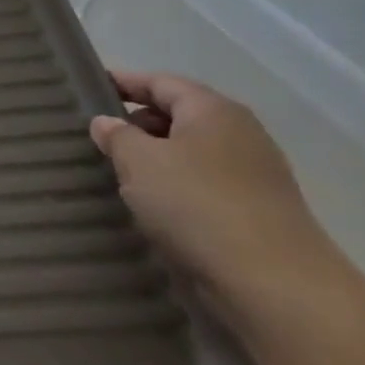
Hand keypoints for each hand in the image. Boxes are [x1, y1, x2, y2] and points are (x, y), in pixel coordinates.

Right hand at [90, 72, 344, 330]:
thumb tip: (107, 122)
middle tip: (97, 133)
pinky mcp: (258, 211)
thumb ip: (117, 135)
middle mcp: (240, 134)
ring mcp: (255, 174)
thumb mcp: (138, 161)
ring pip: (192, 151)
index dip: (124, 81)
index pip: (161, 81)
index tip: (89, 84)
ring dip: (155, 157)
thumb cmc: (197, 204)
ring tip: (117, 170)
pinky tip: (151, 203)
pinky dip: (175, 185)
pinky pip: (204, 183)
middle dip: (138, 120)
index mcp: (214, 111)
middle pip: (180, 114)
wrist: (275, 284)